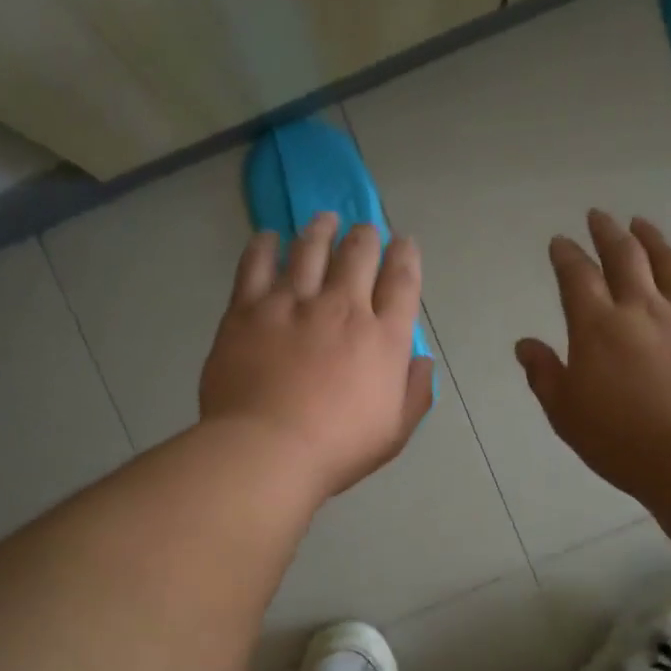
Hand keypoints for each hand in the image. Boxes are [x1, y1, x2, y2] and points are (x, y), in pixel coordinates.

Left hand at [200, 212, 435, 500]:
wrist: (266, 451)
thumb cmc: (337, 449)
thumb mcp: (394, 432)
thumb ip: (415, 393)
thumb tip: (422, 360)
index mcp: (383, 338)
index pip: (402, 281)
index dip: (406, 255)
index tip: (404, 242)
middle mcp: (342, 307)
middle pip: (359, 254)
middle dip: (366, 236)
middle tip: (364, 230)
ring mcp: (293, 303)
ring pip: (310, 248)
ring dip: (321, 229)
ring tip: (324, 219)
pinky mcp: (248, 309)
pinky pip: (256, 264)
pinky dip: (265, 245)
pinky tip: (268, 236)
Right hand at [515, 211, 670, 498]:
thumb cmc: (619, 440)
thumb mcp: (565, 413)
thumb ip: (544, 373)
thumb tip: (525, 345)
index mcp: (597, 327)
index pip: (577, 276)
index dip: (566, 254)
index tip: (560, 242)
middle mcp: (641, 309)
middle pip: (625, 256)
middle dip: (608, 232)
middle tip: (599, 216)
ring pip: (669, 262)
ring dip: (653, 238)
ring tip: (642, 224)